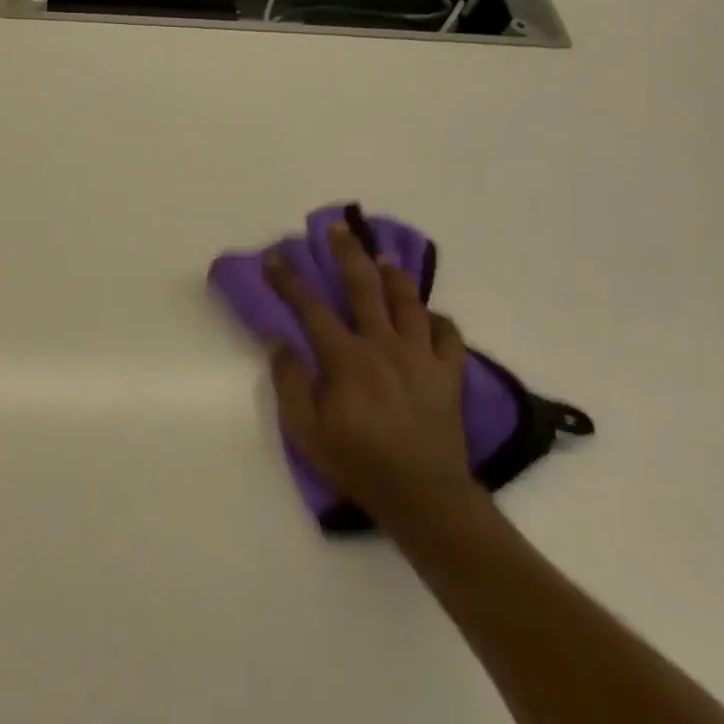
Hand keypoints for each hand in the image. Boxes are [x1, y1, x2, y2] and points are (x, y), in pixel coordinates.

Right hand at [262, 220, 484, 531]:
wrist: (423, 495)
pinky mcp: (448, 375)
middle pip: (364, 288)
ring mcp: (421, 357)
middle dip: (347, 253)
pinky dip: (438, 320)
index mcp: (346, 358)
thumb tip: (281, 343)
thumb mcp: (305, 430)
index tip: (274, 256)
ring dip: (394, 276)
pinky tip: (428, 315)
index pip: (310, 308)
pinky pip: (449, 336)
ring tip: (384, 257)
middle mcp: (384, 346)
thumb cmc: (357, 462)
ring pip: (409, 303)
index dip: (289, 280)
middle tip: (338, 228)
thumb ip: (290, 382)